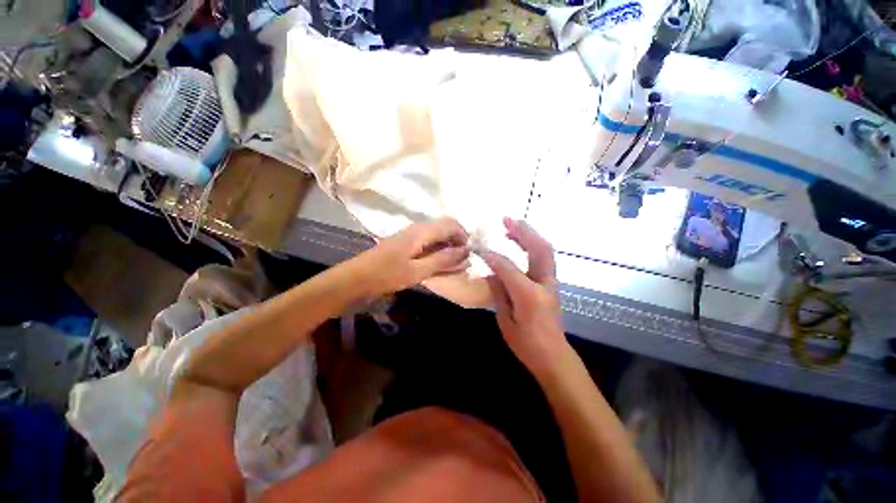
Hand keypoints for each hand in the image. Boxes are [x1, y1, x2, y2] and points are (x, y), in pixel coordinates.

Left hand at [356, 217, 469, 296]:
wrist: (355, 279)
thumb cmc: (386, 275)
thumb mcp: (417, 270)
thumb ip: (443, 260)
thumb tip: (466, 251)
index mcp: (422, 231)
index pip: (451, 224)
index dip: (464, 236)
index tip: (469, 254)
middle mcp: (418, 228)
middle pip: (445, 227)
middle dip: (457, 242)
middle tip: (462, 262)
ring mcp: (411, 235)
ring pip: (437, 236)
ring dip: (448, 248)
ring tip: (453, 266)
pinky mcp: (406, 244)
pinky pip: (428, 243)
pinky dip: (438, 252)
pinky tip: (438, 265)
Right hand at [484, 218, 568, 379]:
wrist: (553, 356)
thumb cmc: (527, 343)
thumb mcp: (506, 321)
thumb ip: (499, 292)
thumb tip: (492, 272)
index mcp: (530, 296)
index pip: (509, 269)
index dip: (493, 257)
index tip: (480, 248)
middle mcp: (544, 284)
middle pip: (538, 250)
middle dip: (523, 232)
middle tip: (507, 220)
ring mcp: (551, 282)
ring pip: (544, 250)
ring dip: (529, 235)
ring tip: (512, 226)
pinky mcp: (551, 283)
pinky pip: (543, 257)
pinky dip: (532, 245)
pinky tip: (519, 243)